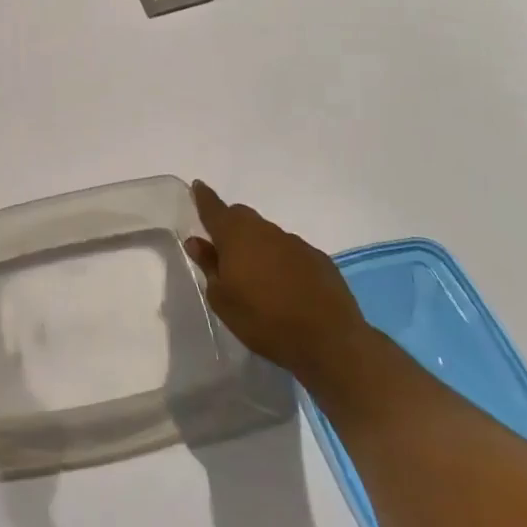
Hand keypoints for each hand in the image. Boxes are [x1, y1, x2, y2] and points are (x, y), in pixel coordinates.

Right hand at [185, 180, 371, 391]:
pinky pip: (290, 251)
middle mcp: (266, 231)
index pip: (214, 209)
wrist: (329, 341)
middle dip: (230, 224)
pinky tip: (284, 286)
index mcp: (236, 237)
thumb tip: (197, 241)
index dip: (204, 197)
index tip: (198, 186)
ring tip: (255, 276)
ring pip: (267, 234)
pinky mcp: (319, 259)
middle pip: (242, 217)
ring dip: (257, 246)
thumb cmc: (263, 320)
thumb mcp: (222, 300)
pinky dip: (280, 260)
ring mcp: (295, 243)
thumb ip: (209, 266)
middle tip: (222, 246)